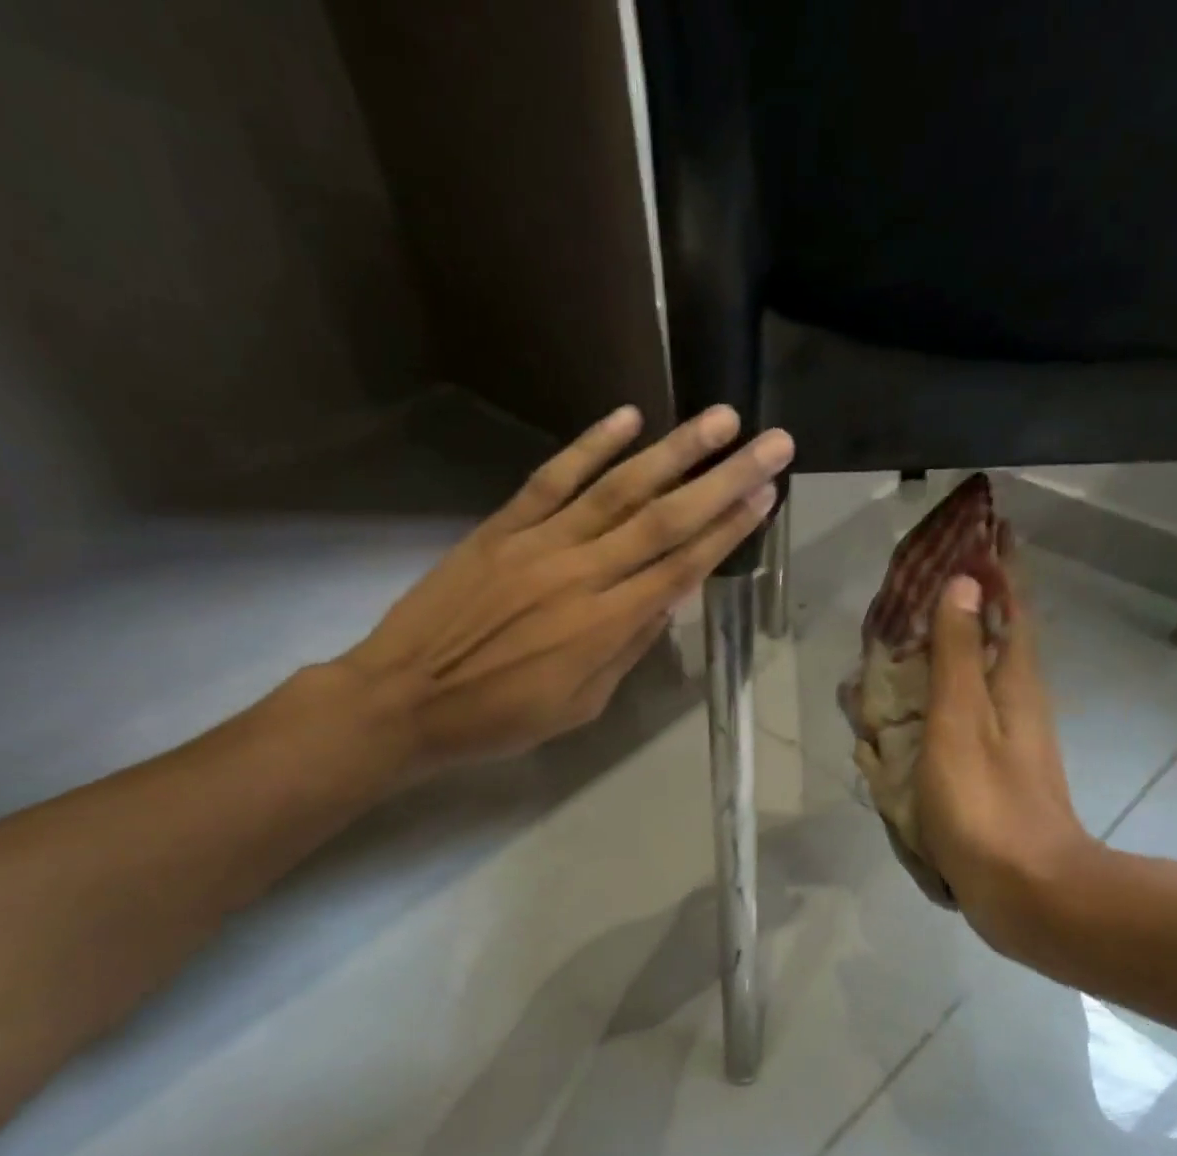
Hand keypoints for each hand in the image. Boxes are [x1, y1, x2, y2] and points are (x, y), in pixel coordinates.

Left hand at [337, 404, 789, 783]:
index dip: (728, 530)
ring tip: (720, 419)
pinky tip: (628, 418)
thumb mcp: (578, 706)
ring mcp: (539, 543)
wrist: (404, 698)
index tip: (766, 495)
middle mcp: (582, 574)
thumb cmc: (498, 717)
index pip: (681, 568)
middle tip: (772, 443)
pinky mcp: (502, 527)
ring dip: (673, 452)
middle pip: (664, 520)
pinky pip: (552, 478)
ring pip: (618, 489)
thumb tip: (666, 603)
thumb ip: (625, 650)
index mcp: (604, 626)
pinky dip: (590, 446)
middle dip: (724, 479)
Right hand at [916, 575, 1092, 951]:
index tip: (976, 529)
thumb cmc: (986, 802)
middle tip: (917, 583)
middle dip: (962, 605)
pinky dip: (930, 701)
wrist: (1024, 891)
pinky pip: (955, 717)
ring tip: (896, 642)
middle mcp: (1015, 702)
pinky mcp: (986, 772)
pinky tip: (901, 713)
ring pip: (970, 677)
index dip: (996, 567)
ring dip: (941, 652)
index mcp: (1014, 682)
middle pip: (991, 637)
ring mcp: (1002, 739)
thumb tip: (964, 584)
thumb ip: (959, 655)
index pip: (1010, 606)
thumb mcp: (961, 722)